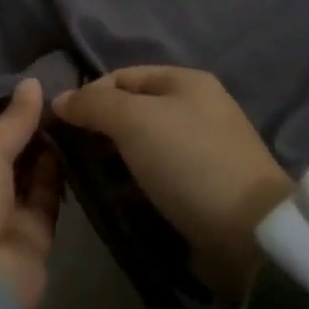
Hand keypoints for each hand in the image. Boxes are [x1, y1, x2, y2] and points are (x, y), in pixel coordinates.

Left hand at [0, 78, 60, 308]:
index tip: (43, 84)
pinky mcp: (36, 234)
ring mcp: (9, 212)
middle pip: (14, 151)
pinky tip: (81, 145)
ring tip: (79, 114)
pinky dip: (61, 174)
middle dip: (37, 127)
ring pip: (35, 173)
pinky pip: (50, 197)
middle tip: (70, 95)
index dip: (14, 108)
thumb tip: (32, 81)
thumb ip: (13, 118)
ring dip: (53, 148)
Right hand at [52, 66, 291, 299]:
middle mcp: (196, 108)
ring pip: (140, 145)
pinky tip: (115, 197)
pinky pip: (155, 174)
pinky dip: (132, 182)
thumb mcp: (134, 120)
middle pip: (131, 110)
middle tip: (71, 155)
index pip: (120, 76)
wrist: (248, 232)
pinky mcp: (201, 185)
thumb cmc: (188, 162)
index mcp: (186, 81)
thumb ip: (93, 104)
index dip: (88, 95)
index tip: (62, 126)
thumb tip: (60, 99)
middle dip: (98, 129)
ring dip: (112, 159)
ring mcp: (201, 148)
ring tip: (87, 179)